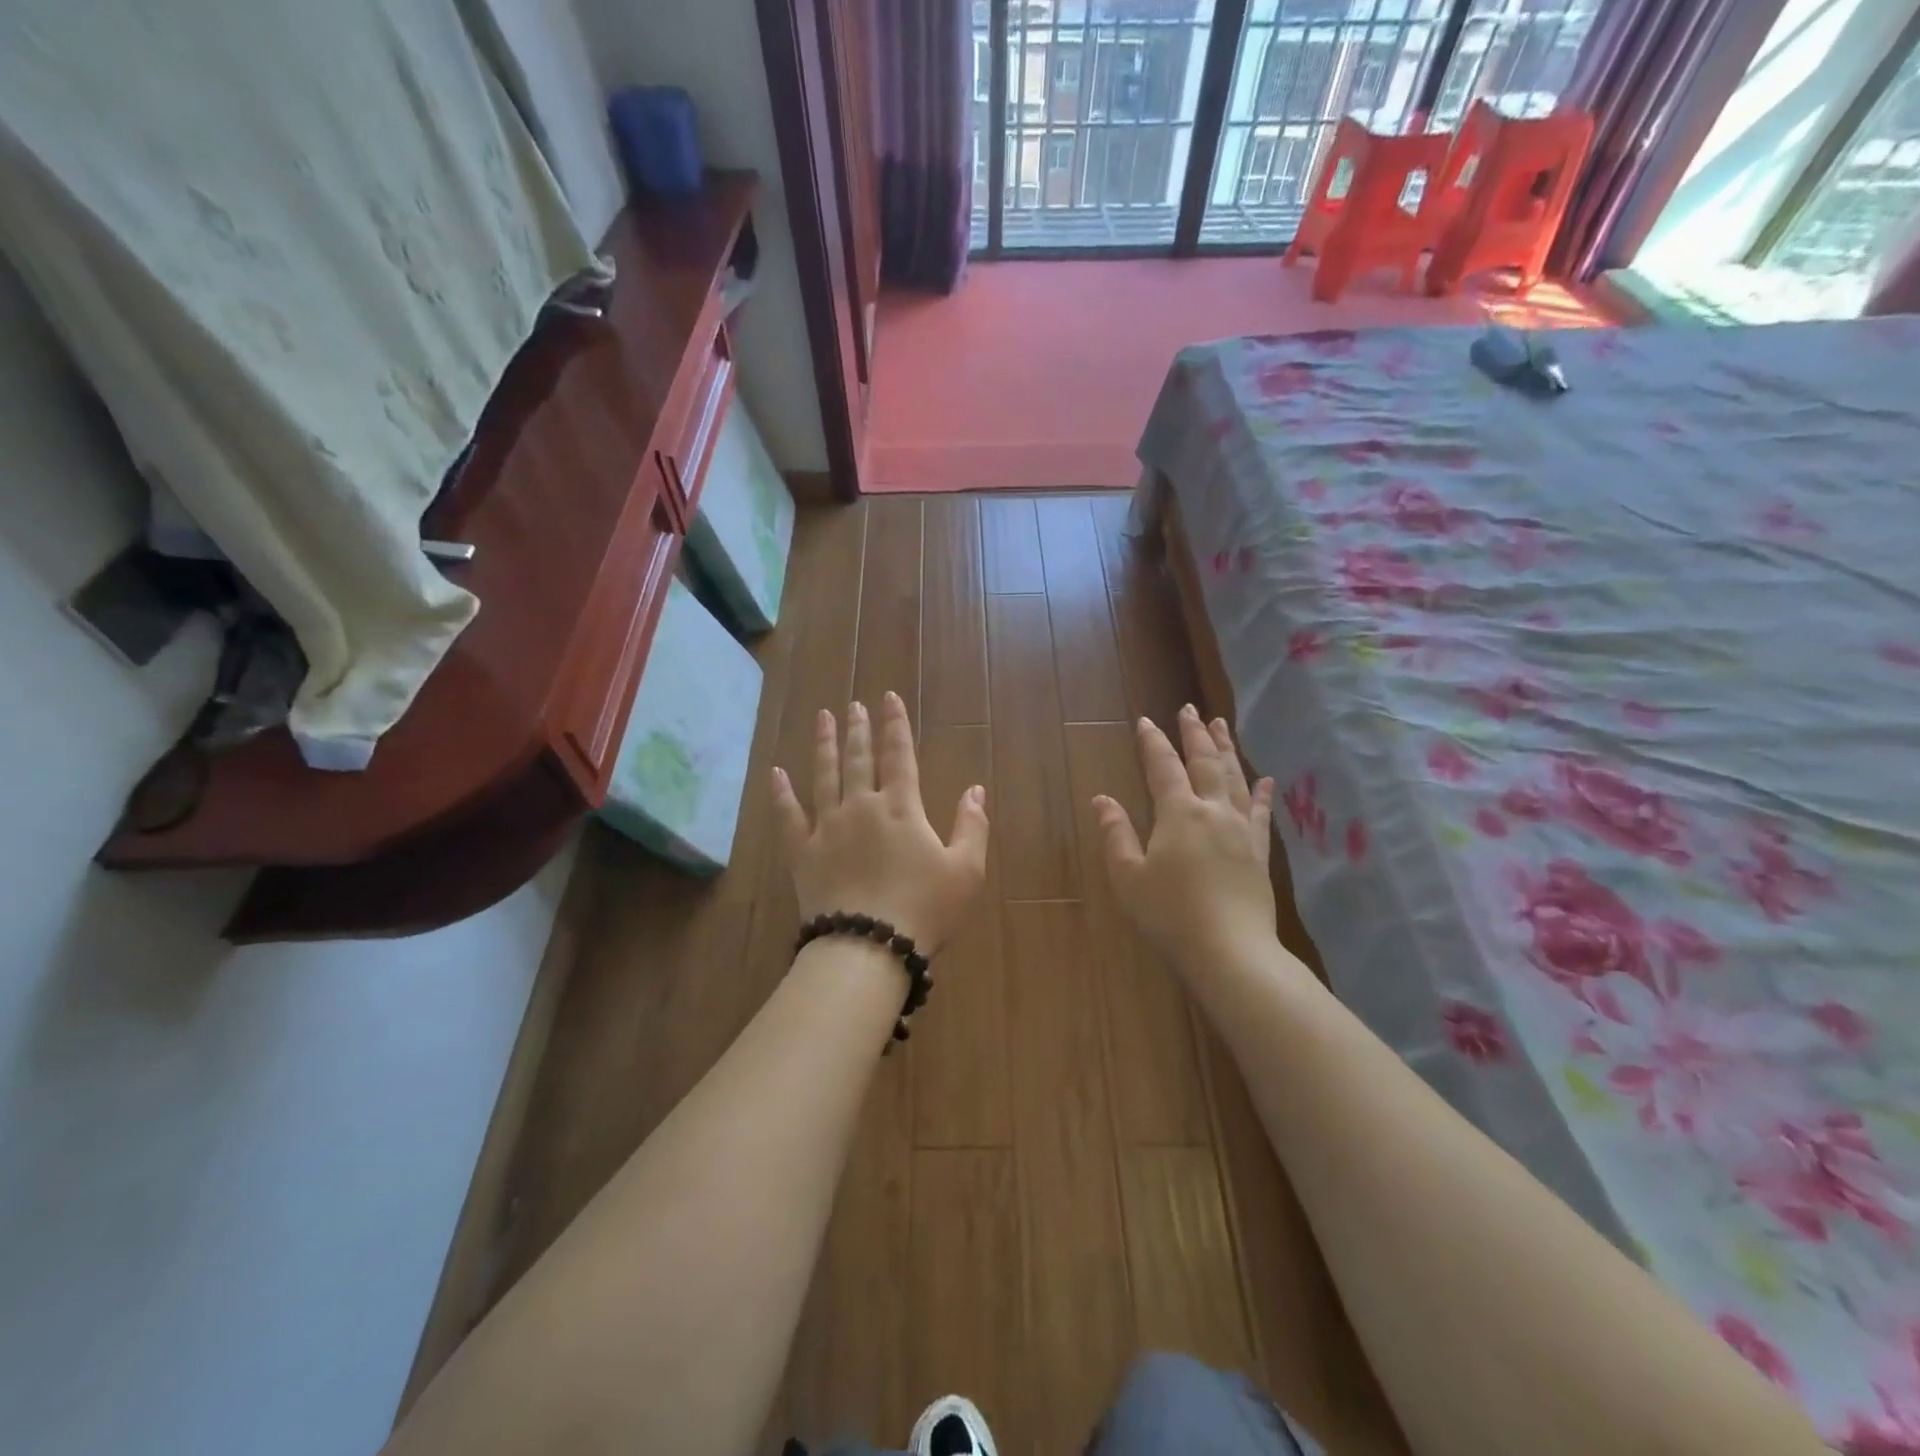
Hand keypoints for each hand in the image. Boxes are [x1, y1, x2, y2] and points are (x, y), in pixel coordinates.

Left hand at [772, 693, 988, 955]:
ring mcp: (828, 827)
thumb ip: (972, 826)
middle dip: (858, 729)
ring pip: (824, 775)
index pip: (899, 755)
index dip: (895, 725)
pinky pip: (788, 815)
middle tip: (853, 705)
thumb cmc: (924, 910)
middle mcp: (862, 807)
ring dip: (824, 745)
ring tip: (823, 718)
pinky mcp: (803, 852)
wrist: (868, 946)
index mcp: (901, 808)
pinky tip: (776, 773)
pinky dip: (781, 793)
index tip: (888, 698)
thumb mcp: (966, 871)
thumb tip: (975, 788)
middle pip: (859, 758)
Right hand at [1092, 705, 1278, 973]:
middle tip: (1191, 709)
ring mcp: (1241, 830)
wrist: (1230, 951)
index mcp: (1178, 813)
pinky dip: (1262, 794)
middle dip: (1195, 733)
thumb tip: (1103, 799)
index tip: (1146, 721)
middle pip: (1205, 762)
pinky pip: (1262, 814)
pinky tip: (1265, 780)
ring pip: (1235, 778)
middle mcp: (1213, 811)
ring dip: (1226, 749)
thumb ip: (1116, 834)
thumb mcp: (1128, 876)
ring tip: (1221, 725)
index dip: (1153, 742)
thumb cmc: (1169, 914)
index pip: (1163, 767)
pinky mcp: (1259, 852)